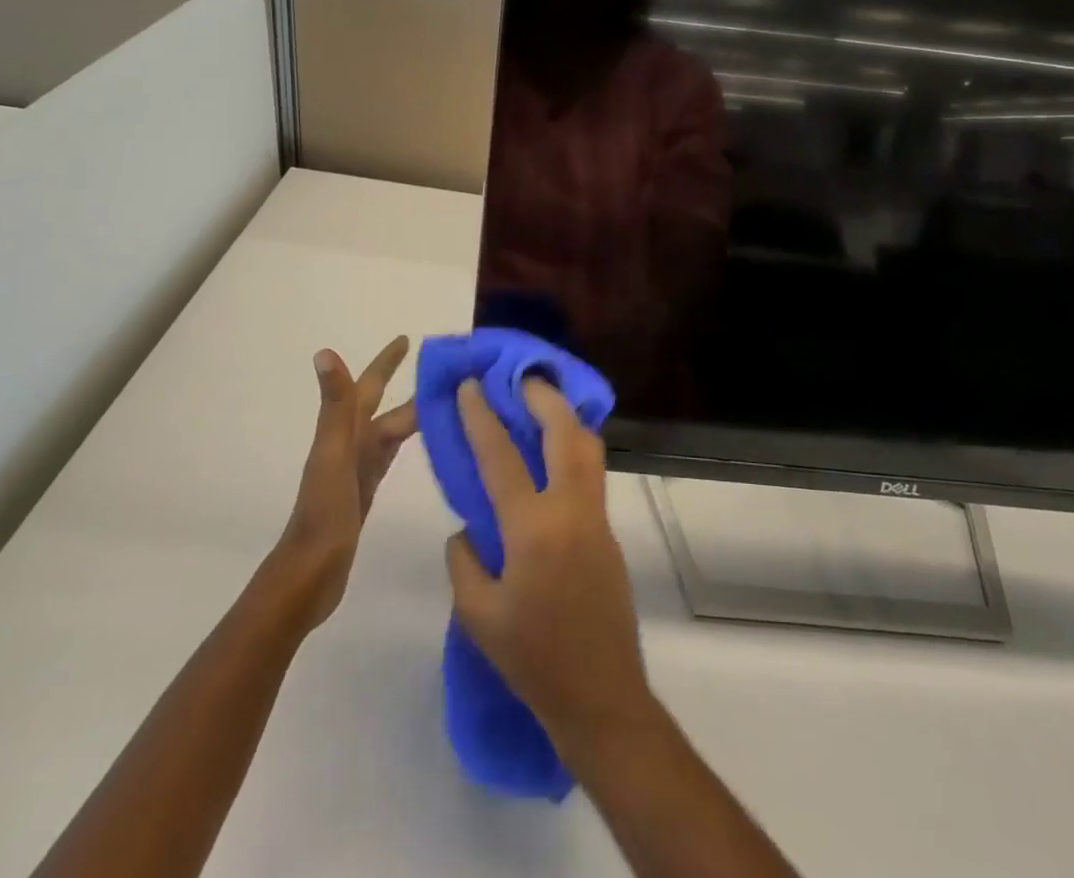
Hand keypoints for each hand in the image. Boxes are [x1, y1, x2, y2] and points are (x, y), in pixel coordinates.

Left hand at [276, 337, 415, 628]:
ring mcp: (357, 468)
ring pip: (389, 430)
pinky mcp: (366, 491)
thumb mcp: (334, 454)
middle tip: (442, 370)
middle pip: (383, 406)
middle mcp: (350, 443)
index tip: (407, 339)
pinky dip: (406, 443)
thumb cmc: (324, 512)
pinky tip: (421, 445)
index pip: (369, 386)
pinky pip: (389, 456)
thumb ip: (335, 405)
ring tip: (443, 401)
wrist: (310, 573)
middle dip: (406, 385)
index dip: (386, 362)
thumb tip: (324, 351)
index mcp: (344, 431)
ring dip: (411, 413)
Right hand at [445, 380, 653, 758]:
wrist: (600, 695)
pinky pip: (591, 472)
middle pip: (564, 432)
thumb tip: (468, 527)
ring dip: (565, 416)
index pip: (502, 456)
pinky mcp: (609, 530)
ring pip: (588, 446)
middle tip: (519, 377)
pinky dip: (574, 446)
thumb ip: (464, 560)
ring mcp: (597, 517)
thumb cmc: (532, 659)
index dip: (482, 416)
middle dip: (542, 396)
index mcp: (533, 529)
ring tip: (540, 402)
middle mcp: (571, 510)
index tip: (471, 385)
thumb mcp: (478, 615)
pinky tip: (553, 452)